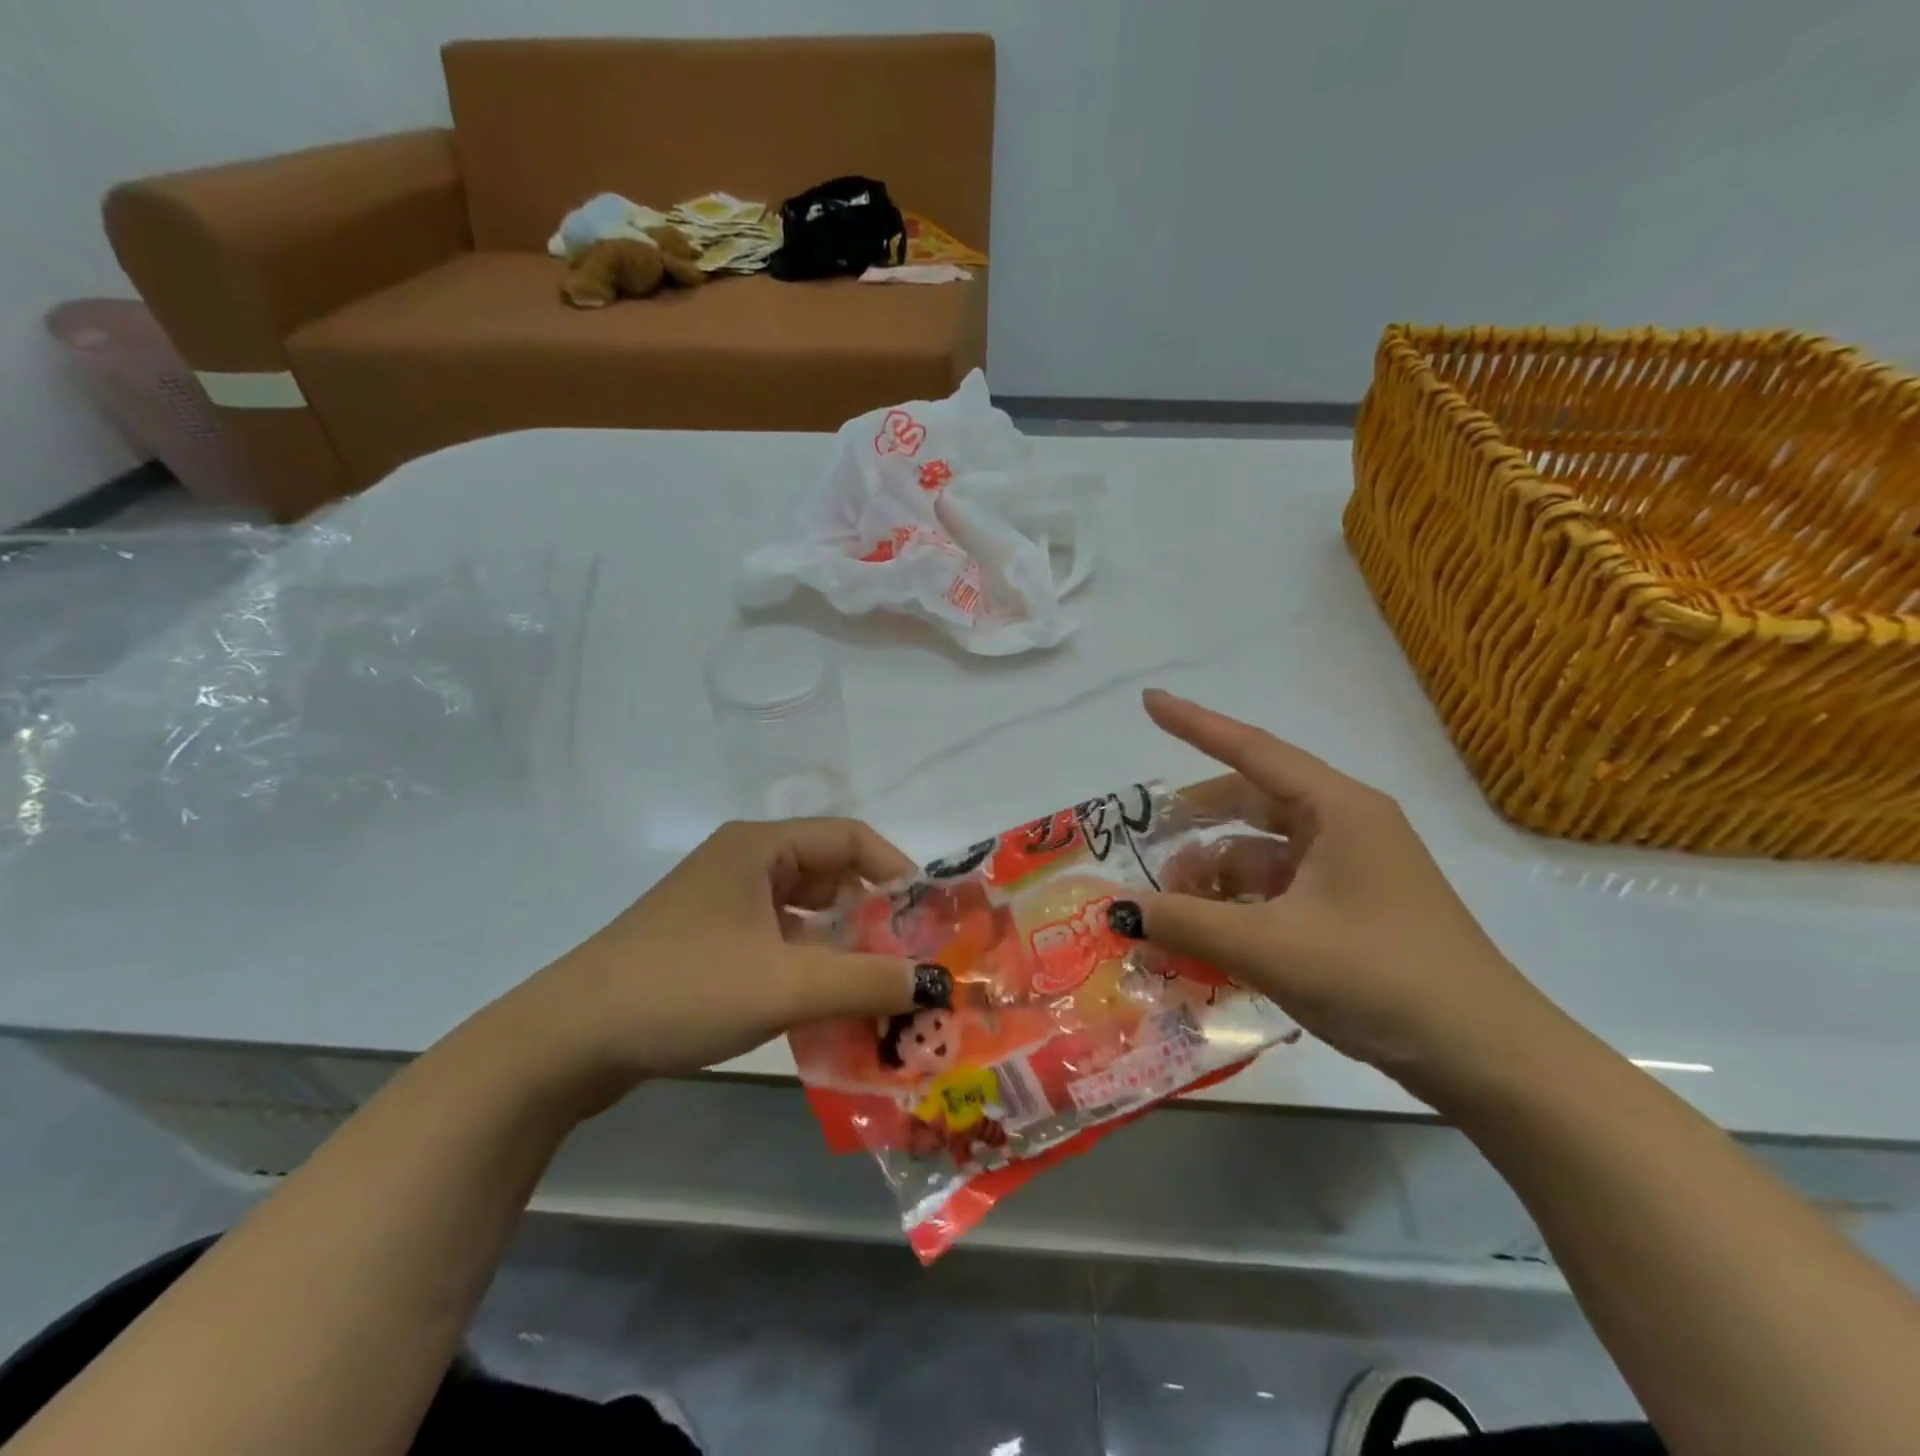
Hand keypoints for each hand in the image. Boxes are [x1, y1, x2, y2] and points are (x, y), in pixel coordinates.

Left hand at [499, 819, 937, 1104]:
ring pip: (803, 912)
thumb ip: (866, 980)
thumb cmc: (684, 990)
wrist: (567, 1041)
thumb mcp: (786, 985)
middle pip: (829, 873)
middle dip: (872, 913)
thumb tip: (934, 982)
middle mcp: (744, 863)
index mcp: (760, 847)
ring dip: (841, 944)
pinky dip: (808, 964)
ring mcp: (722, 902)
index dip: (896, 870)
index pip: (850, 837)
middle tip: (909, 956)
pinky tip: (826, 1004)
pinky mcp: (707, 940)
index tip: (927, 915)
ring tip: (878, 985)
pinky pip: (777, 940)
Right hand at [1129, 691, 1564, 1101]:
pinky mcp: (1354, 909)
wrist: (1489, 1059)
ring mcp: (1353, 869)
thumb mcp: (1272, 948)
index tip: (1148, 702)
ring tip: (1173, 912)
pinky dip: (1241, 906)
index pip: (1252, 750)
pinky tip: (1211, 939)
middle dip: (1197, 822)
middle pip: (1252, 802)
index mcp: (1338, 810)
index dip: (1195, 724)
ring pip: (1263, 852)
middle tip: (1147, 842)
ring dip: (1215, 875)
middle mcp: (1346, 826)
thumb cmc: (1381, 979)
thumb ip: (1187, 923)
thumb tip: (1118, 909)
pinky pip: (1280, 890)